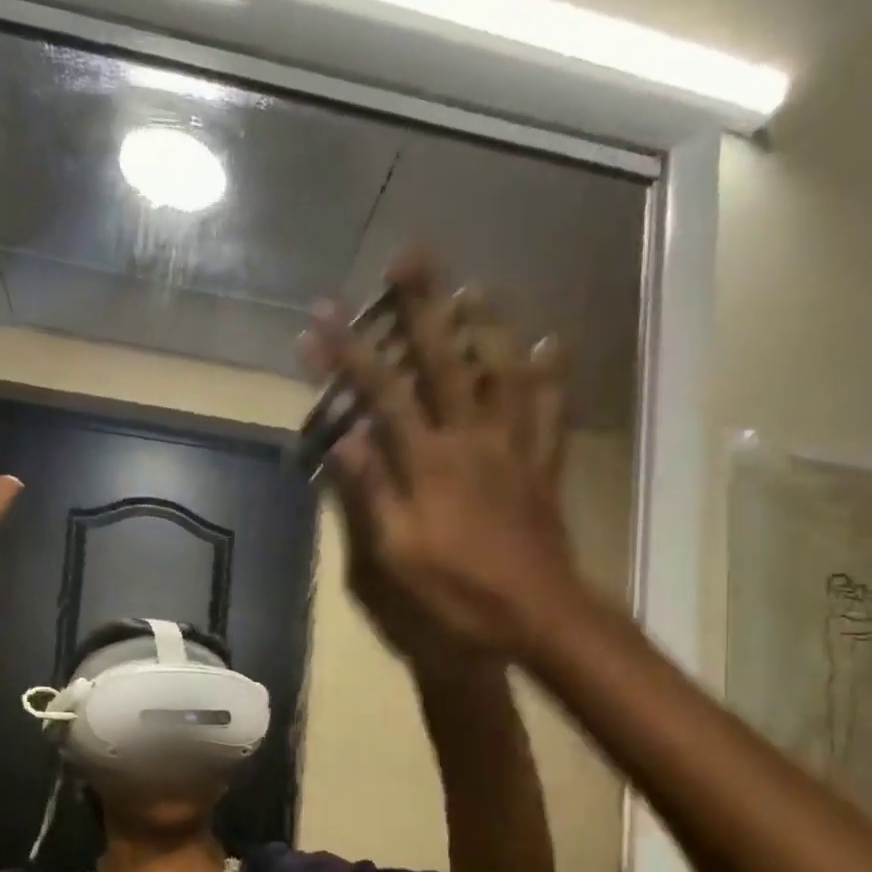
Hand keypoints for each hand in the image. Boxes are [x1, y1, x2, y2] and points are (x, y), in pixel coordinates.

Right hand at [301, 251, 580, 659]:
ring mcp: (513, 449)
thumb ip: (372, 492)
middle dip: (421, 307)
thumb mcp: (397, 554)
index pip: (382, 394)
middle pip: (445, 361)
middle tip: (408, 255)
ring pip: (504, 372)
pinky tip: (552, 345)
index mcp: (429, 462)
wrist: (537, 615)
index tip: (319, 315)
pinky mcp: (542, 467)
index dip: (349, 353)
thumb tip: (346, 437)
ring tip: (474, 286)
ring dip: (487, 325)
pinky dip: (552, 377)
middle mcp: (472, 439)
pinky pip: (551, 412)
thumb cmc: (458, 592)